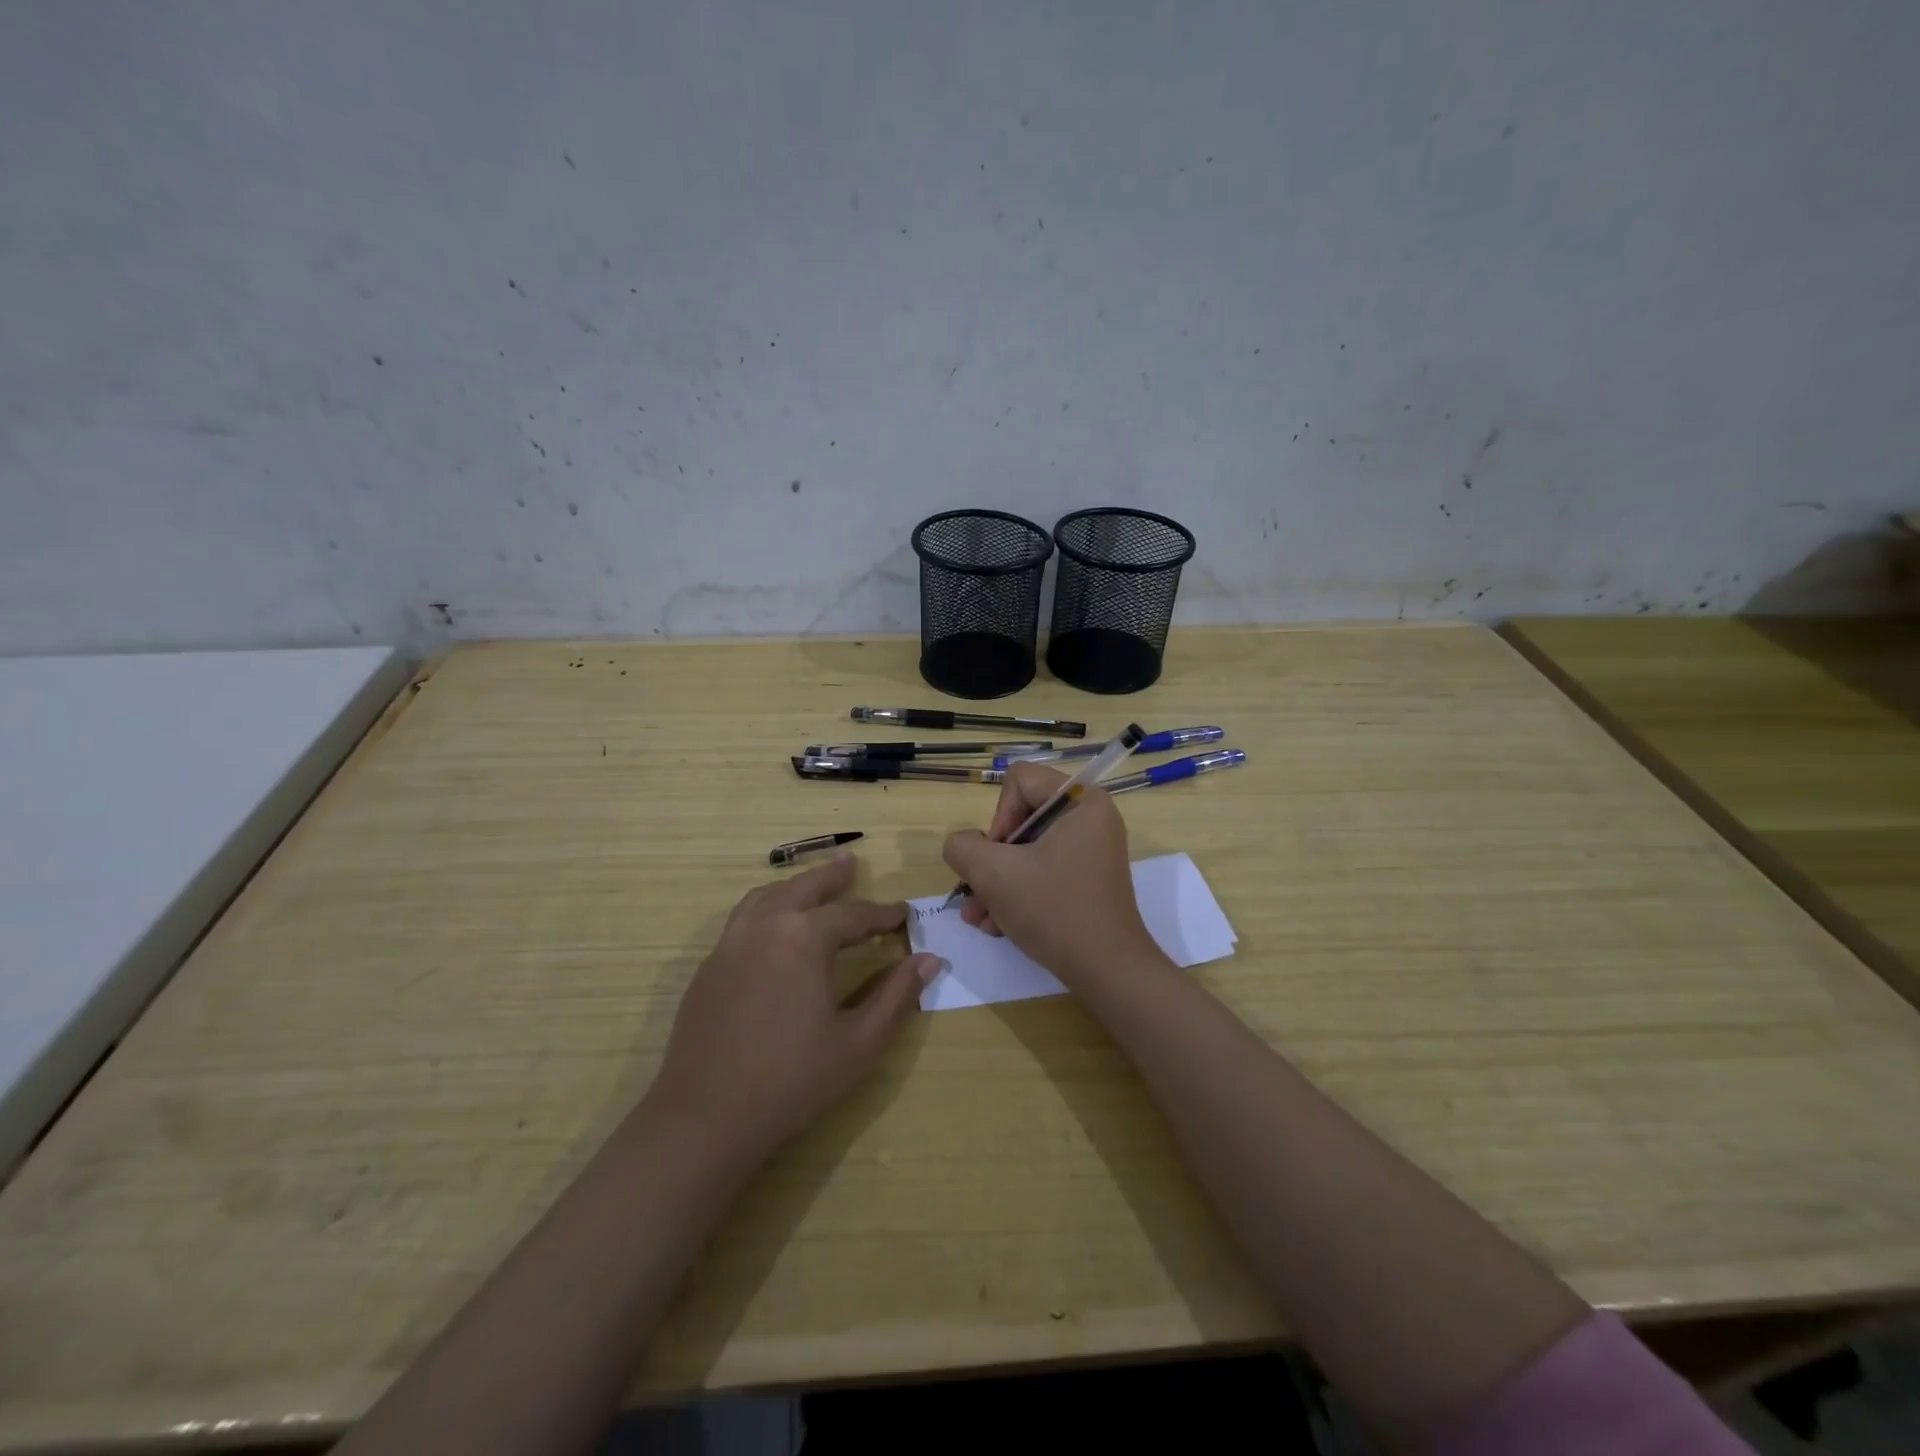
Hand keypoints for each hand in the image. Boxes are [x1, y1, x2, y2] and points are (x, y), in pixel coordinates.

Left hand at [646, 854, 938, 1160]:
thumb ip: (896, 995)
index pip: (853, 914)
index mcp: (803, 938)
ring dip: (794, 886)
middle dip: (831, 876)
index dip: (882, 914)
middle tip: (851, 864)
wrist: (706, 1118)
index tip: (904, 913)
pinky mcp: (708, 968)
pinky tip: (774, 930)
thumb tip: (928, 960)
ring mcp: (729, 945)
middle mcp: (764, 927)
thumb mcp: (859, 1041)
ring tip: (812, 887)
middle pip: (803, 887)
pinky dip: (766, 909)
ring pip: (765, 897)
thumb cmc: (793, 1080)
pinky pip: (741, 920)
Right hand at [941, 762, 1159, 985]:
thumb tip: (964, 845)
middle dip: (991, 860)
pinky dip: (1017, 894)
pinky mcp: (1086, 879)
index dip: (998, 817)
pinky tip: (997, 925)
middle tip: (978, 893)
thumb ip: (962, 847)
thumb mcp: (993, 874)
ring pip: (1026, 851)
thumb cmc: (1054, 911)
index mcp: (1082, 801)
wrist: (1107, 972)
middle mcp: (1090, 819)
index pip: (1019, 781)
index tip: (998, 857)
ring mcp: (1090, 851)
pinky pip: (1041, 871)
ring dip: (996, 883)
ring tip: (979, 918)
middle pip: (1020, 818)